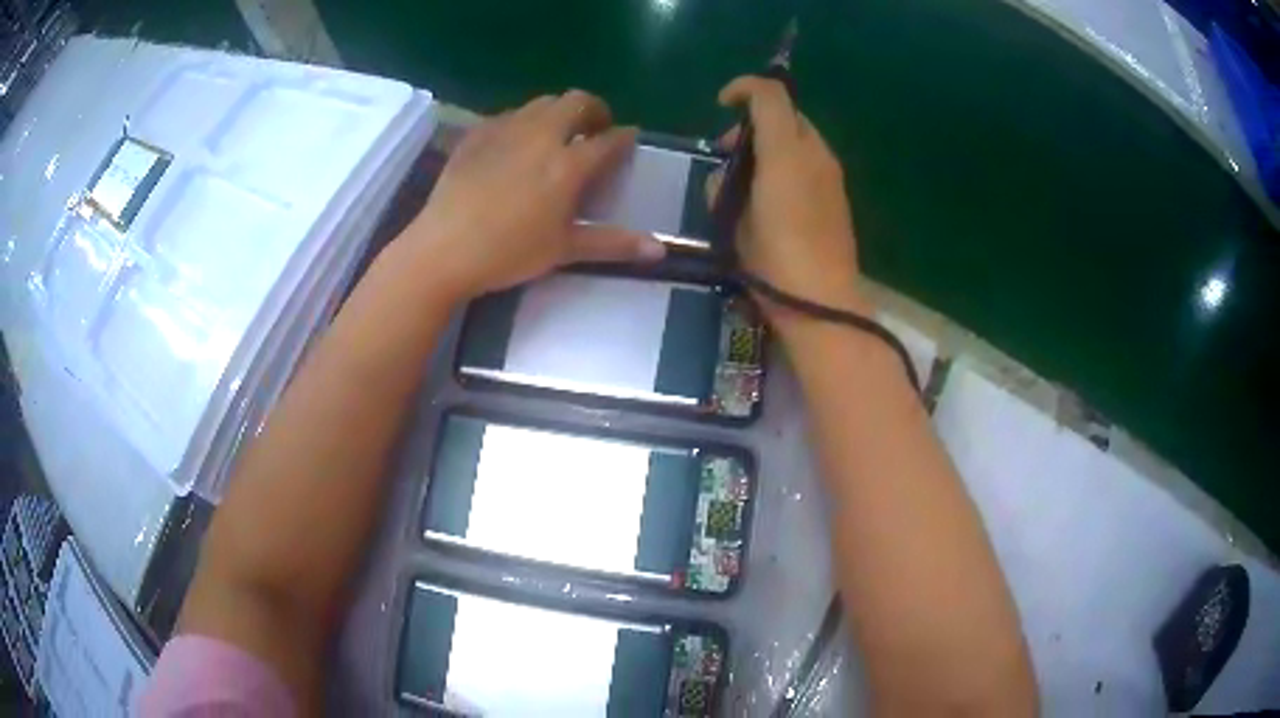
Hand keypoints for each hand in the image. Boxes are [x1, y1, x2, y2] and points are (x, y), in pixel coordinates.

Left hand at [401, 90, 664, 300]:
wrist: (443, 249)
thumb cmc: (508, 253)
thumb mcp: (564, 250)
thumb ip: (614, 244)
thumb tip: (660, 250)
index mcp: (568, 164)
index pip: (608, 140)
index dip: (624, 137)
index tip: (629, 138)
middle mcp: (541, 136)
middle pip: (576, 102)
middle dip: (594, 109)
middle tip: (594, 129)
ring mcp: (505, 130)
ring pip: (542, 102)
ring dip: (559, 111)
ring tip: (557, 134)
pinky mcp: (477, 133)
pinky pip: (508, 114)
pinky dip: (524, 121)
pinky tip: (516, 143)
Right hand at [712, 76, 870, 332]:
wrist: (821, 303)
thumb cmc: (771, 261)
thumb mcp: (732, 220)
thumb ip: (724, 185)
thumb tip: (727, 176)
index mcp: (786, 152)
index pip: (770, 94)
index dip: (742, 87)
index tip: (721, 104)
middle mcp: (815, 154)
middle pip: (787, 113)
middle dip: (755, 120)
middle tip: (728, 152)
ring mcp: (833, 175)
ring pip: (801, 137)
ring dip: (772, 142)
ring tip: (749, 178)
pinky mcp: (840, 196)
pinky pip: (811, 161)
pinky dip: (789, 162)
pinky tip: (773, 196)